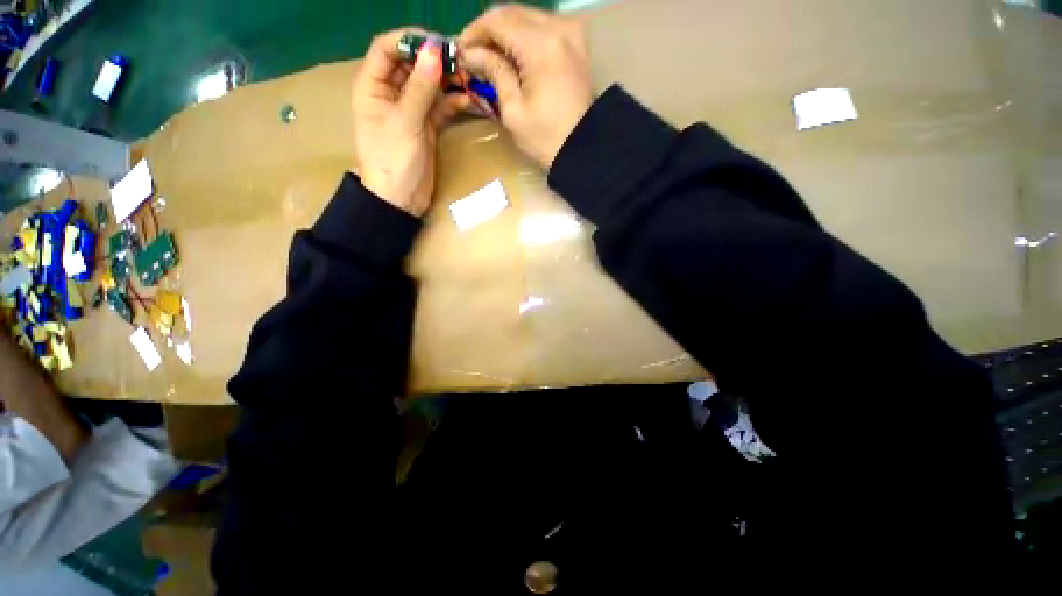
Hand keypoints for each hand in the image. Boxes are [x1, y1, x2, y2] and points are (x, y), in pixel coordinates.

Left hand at [353, 30, 469, 215]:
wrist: (401, 200)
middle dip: (435, 61)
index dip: (409, 40)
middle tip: (461, 61)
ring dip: (448, 81)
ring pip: (429, 85)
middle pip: (412, 64)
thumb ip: (420, 87)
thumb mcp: (405, 121)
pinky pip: (440, 107)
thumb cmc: (393, 160)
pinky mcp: (427, 126)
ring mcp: (410, 110)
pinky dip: (453, 102)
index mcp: (373, 86)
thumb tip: (435, 50)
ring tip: (469, 79)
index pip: (386, 48)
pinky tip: (467, 101)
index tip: (437, 43)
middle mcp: (391, 93)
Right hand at [459, 5, 593, 168]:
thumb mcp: (513, 111)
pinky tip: (515, 56)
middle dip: (489, 31)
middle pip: (513, 12)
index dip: (474, 32)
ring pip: (528, 17)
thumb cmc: (546, 138)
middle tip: (475, 55)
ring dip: (507, 33)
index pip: (497, 20)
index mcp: (541, 46)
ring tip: (493, 57)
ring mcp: (572, 33)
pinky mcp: (578, 43)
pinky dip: (526, 37)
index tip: (462, 52)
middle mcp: (559, 28)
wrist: (583, 149)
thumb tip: (472, 54)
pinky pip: (545, 27)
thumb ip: (494, 73)